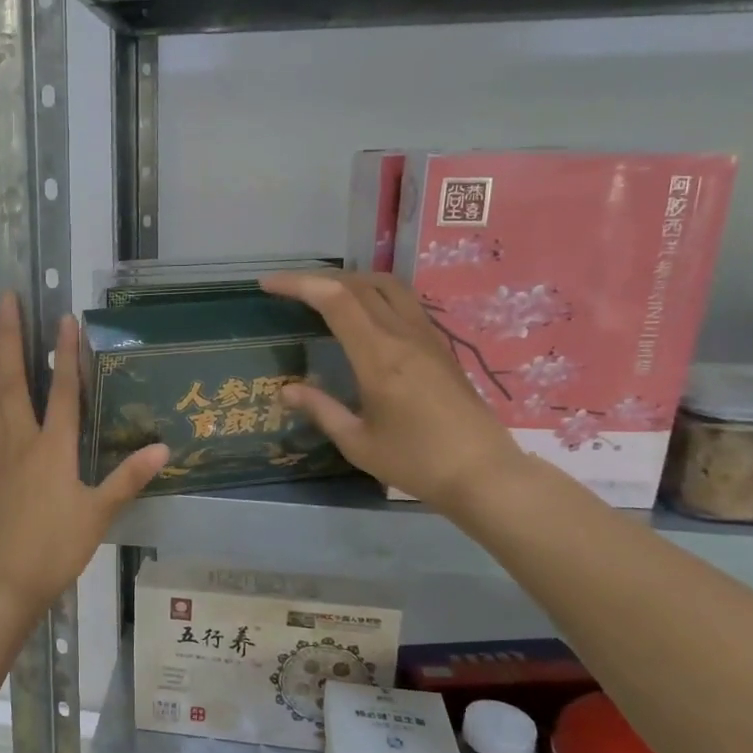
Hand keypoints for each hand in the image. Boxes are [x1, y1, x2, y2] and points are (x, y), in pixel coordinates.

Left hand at [0, 293, 168, 617]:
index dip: (66, 353)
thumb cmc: (57, 548)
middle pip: (15, 382)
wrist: (7, 584)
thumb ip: (129, 478)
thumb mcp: (100, 514)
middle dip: (10, 338)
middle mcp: (23, 443)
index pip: (63, 392)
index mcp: (55, 450)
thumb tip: (162, 446)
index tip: (64, 318)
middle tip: (5, 300)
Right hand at [260, 270, 525, 513]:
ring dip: (350, 280)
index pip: (336, 300)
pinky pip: (403, 301)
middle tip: (287, 288)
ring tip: (323, 293)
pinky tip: (362, 314)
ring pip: (387, 285)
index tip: (269, 284)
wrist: (483, 473)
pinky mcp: (439, 346)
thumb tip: (286, 390)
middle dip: (318, 278)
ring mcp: (426, 337)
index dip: (299, 284)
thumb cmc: (416, 462)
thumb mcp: (357, 443)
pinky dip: (373, 293)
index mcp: (379, 357)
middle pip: (359, 284)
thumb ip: (321, 410)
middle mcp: (404, 336)